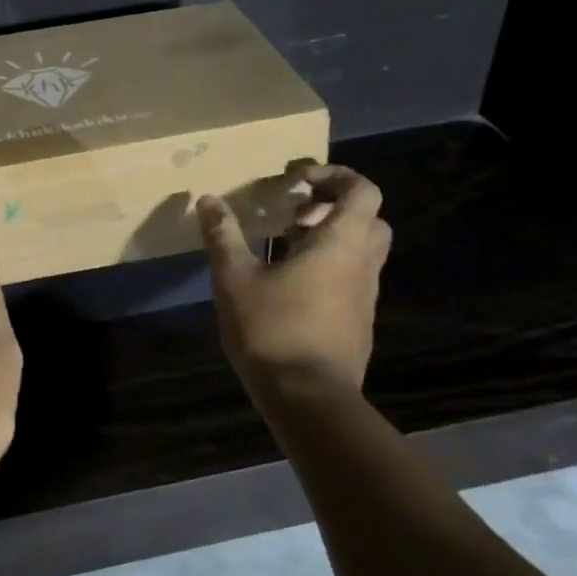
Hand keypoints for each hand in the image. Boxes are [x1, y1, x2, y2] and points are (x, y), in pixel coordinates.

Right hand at [198, 165, 391, 397]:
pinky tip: (289, 287)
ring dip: (330, 239)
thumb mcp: (234, 278)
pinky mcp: (358, 323)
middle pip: (369, 219)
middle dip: (334, 207)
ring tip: (285, 247)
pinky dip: (329, 268)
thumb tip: (208, 199)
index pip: (362, 191)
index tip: (297, 181)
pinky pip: (351, 279)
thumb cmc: (272, 329)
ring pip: (361, 251)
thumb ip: (223, 235)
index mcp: (340, 244)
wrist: (309, 399)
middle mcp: (362, 265)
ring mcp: (364, 297)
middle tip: (295, 214)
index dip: (335, 176)